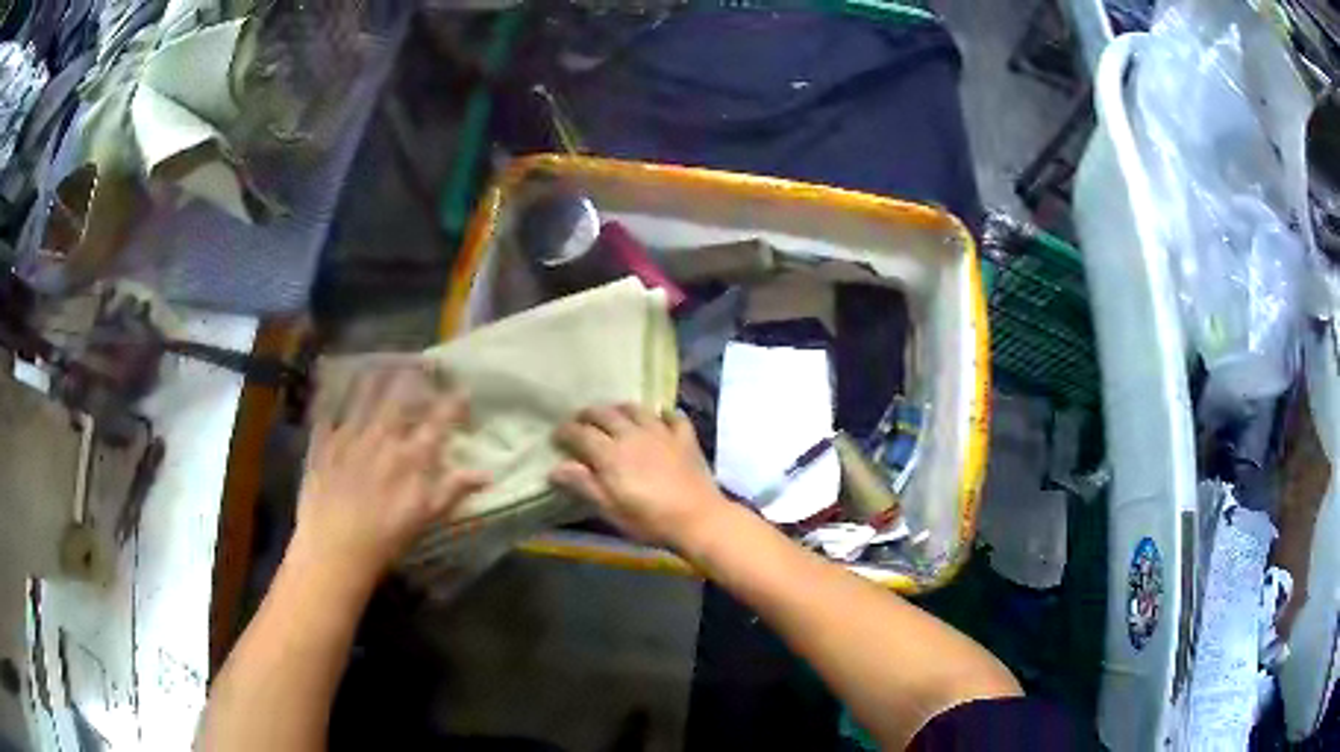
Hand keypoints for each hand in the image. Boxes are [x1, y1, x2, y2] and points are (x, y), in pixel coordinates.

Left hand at [292, 366, 489, 583]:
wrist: (335, 547)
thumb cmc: (386, 538)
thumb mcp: (426, 518)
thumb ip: (453, 490)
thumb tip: (487, 473)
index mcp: (411, 457)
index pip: (438, 421)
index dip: (452, 403)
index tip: (463, 390)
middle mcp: (382, 437)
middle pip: (400, 399)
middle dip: (412, 378)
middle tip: (421, 363)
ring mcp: (350, 437)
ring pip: (364, 397)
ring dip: (375, 378)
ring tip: (381, 363)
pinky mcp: (323, 444)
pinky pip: (328, 413)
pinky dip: (331, 399)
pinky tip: (331, 389)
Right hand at [550, 404, 726, 548]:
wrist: (697, 518)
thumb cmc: (649, 520)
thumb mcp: (610, 508)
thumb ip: (584, 485)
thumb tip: (556, 468)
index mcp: (610, 453)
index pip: (581, 434)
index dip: (566, 432)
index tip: (556, 435)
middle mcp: (633, 434)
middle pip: (606, 414)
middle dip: (589, 414)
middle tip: (580, 420)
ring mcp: (661, 433)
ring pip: (637, 409)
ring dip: (621, 408)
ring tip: (615, 412)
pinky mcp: (685, 438)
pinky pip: (674, 417)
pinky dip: (664, 414)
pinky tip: (661, 417)